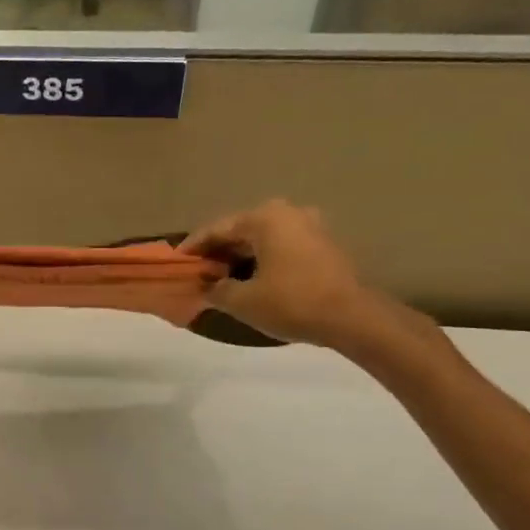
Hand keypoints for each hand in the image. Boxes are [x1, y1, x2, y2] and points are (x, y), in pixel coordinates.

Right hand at [182, 200, 385, 347]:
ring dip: (241, 256)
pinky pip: (282, 247)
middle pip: (242, 230)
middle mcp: (288, 213)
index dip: (194, 246)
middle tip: (199, 270)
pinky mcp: (324, 245)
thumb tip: (208, 287)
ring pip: (263, 239)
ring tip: (222, 277)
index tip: (177, 260)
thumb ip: (217, 290)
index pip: (218, 229)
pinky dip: (262, 260)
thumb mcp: (242, 301)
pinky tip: (251, 279)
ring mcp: (310, 226)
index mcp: (265, 218)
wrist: (352, 317)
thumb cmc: (291, 302)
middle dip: (218, 251)